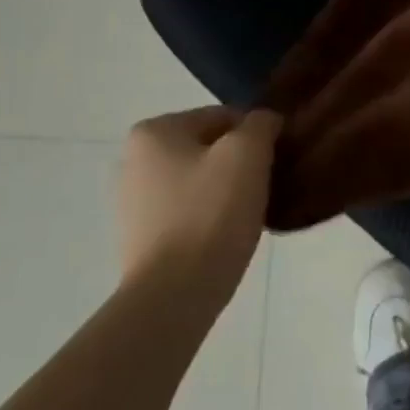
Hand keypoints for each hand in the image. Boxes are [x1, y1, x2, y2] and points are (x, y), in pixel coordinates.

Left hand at [117, 107, 281, 306]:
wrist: (175, 293)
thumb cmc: (211, 212)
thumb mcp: (248, 153)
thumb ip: (260, 124)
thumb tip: (264, 121)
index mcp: (154, 131)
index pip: (223, 116)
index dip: (257, 135)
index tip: (276, 160)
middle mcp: (134, 159)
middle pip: (210, 148)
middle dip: (240, 162)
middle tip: (267, 185)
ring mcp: (133, 201)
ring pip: (201, 180)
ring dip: (228, 190)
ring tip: (251, 212)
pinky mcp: (142, 237)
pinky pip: (189, 211)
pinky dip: (211, 216)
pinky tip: (229, 234)